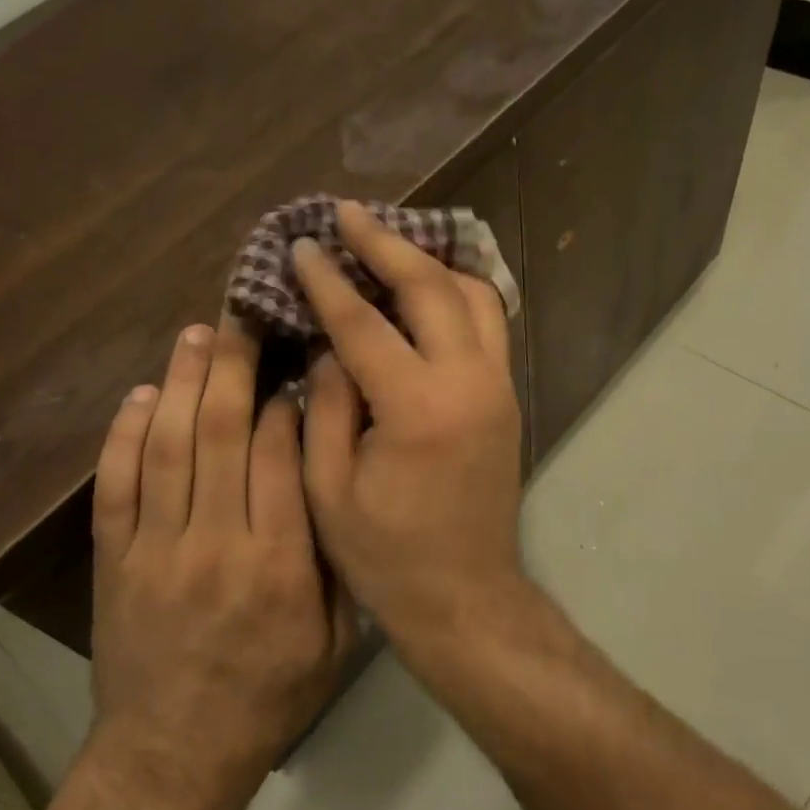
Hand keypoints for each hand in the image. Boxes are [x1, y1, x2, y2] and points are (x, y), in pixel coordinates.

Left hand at [90, 319, 355, 808]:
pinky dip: (124, 435)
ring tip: (193, 335)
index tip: (291, 364)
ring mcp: (155, 548)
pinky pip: (115, 486)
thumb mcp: (335, 641)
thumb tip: (333, 481)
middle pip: (217, 433)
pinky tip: (139, 396)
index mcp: (278, 562)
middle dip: (230, 366)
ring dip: (179, 383)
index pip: (276, 455)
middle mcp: (214, 542)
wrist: (174, 755)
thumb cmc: (270, 695)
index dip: (282, 399)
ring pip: (165, 447)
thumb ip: (336, 560)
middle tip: (237, 317)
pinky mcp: (114, 560)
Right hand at [292, 201, 529, 650]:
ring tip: (389, 244)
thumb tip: (330, 344)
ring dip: (430, 261)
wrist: (465, 595)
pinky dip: (458, 292)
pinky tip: (428, 286)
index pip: (363, 322)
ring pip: (473, 295)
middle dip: (385, 243)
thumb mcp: (329, 487)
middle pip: (430, 287)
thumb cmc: (386, 554)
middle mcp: (468, 382)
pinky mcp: (507, 396)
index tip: (303, 245)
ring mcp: (497, 386)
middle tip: (348, 214)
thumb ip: (327, 403)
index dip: (327, 280)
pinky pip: (488, 323)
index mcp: (417, 408)